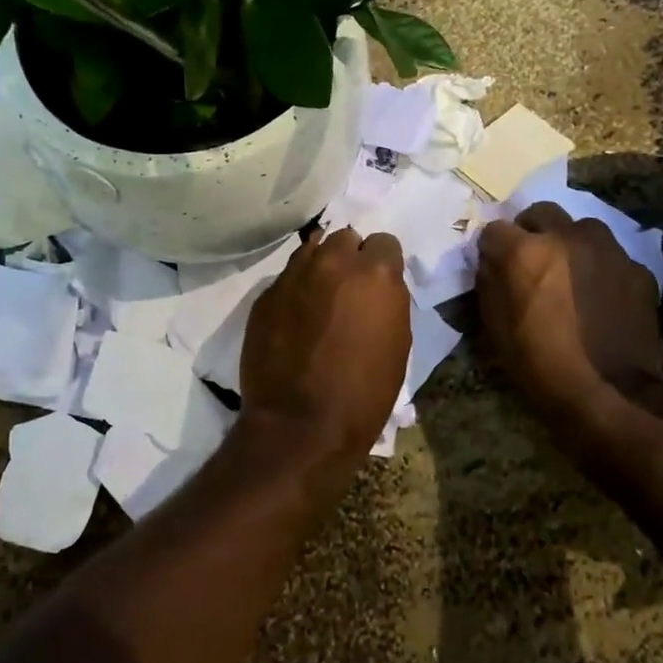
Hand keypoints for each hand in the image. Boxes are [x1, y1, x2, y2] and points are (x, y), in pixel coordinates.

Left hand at [241, 228, 410, 459]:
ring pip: (311, 250)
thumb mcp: (397, 343)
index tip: (378, 286)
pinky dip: (295, 290)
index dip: (383, 263)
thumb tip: (375, 289)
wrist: (300, 425)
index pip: (384, 242)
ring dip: (320, 267)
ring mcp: (294, 275)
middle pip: (344, 238)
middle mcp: (333, 262)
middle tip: (348, 290)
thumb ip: (388, 301)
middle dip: (350, 258)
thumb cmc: (364, 393)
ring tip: (319, 297)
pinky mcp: (265, 295)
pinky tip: (295, 319)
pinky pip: (286, 278)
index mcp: (375, 273)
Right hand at [477, 204, 662, 427]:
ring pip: (581, 227)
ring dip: (569, 242)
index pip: (495, 228)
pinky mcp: (637, 268)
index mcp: (526, 252)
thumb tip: (490, 261)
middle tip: (531, 261)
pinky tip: (600, 295)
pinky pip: (611, 255)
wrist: (611, 395)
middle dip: (531, 231)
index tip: (494, 264)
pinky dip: (600, 267)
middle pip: (541, 213)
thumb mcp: (496, 329)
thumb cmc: (541, 366)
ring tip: (569, 273)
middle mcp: (567, 237)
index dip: (492, 247)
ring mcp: (608, 250)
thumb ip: (490, 284)